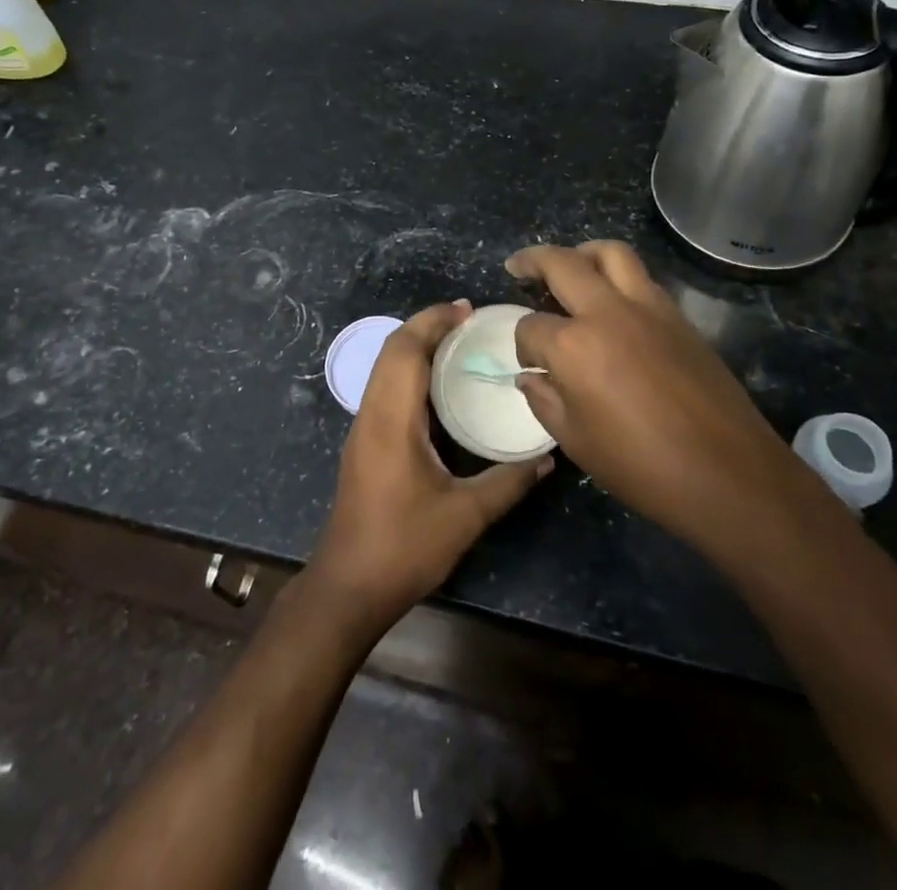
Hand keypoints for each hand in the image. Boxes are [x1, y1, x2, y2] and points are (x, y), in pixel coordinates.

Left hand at [307, 301, 550, 638]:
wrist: (349, 586)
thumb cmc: (404, 546)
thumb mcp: (465, 515)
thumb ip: (508, 482)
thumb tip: (548, 457)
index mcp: (391, 419)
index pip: (405, 349)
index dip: (433, 321)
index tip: (467, 310)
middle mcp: (372, 413)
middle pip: (392, 350)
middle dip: (426, 326)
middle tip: (468, 320)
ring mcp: (363, 427)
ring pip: (384, 367)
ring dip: (416, 346)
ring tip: (458, 343)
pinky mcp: (364, 442)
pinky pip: (385, 386)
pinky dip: (410, 369)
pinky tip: (438, 385)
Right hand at [508, 242, 799, 547]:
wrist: (729, 474)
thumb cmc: (643, 467)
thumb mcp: (577, 442)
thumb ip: (545, 401)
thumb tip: (532, 376)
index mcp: (574, 345)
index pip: (531, 327)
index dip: (523, 345)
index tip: (530, 364)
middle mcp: (608, 312)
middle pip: (563, 263)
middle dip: (533, 260)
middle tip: (518, 265)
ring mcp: (649, 308)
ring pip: (611, 253)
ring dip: (583, 252)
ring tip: (570, 265)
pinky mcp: (679, 316)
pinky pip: (641, 277)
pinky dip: (618, 275)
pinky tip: (612, 301)